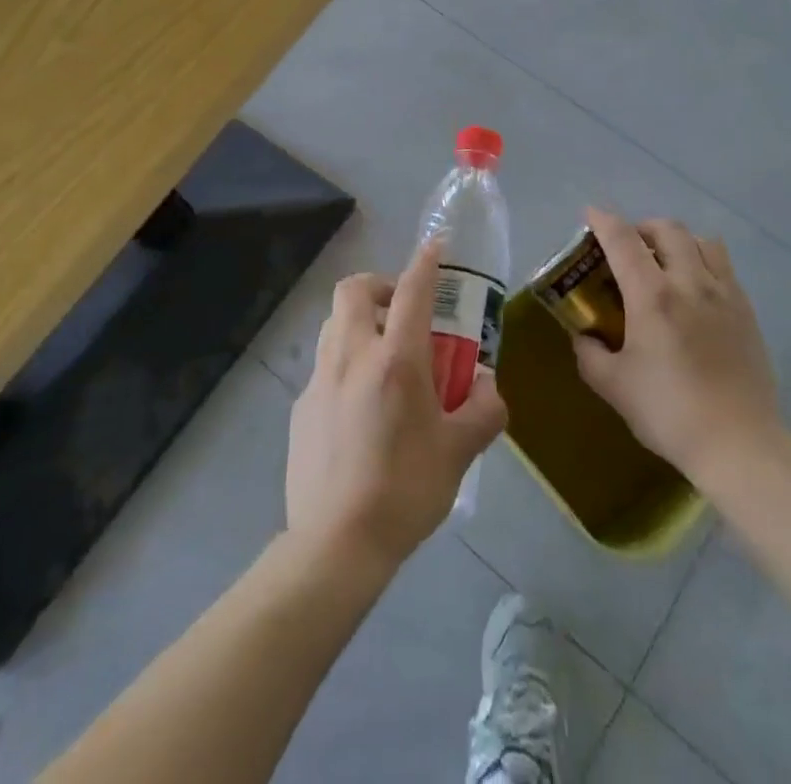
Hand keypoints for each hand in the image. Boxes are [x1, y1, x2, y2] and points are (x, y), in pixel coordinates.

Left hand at [287, 242, 507, 572]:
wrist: (336, 544)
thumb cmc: (405, 489)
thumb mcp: (459, 452)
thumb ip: (484, 411)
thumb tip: (489, 388)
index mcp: (396, 360)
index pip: (412, 290)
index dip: (425, 262)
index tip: (436, 247)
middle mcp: (352, 356)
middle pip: (353, 290)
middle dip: (379, 285)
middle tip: (403, 311)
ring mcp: (320, 380)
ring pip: (333, 324)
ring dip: (359, 322)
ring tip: (384, 356)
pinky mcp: (301, 408)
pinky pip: (324, 366)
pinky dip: (345, 364)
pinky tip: (361, 406)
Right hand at [573, 209, 783, 484]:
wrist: (739, 443)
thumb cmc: (669, 412)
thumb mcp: (614, 386)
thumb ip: (590, 354)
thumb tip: (583, 335)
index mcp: (652, 296)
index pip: (623, 240)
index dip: (603, 220)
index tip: (590, 213)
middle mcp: (690, 282)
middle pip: (667, 229)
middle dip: (642, 227)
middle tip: (628, 246)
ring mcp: (724, 294)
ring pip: (702, 241)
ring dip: (678, 240)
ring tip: (665, 262)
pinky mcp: (746, 311)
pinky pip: (723, 267)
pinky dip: (703, 262)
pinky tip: (695, 290)